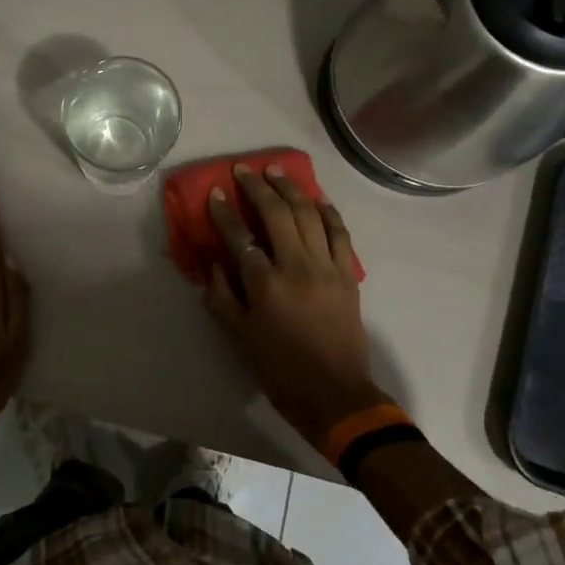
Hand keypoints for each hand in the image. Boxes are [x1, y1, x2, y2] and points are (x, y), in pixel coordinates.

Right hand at [204, 164, 384, 448]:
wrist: (334, 394)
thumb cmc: (280, 370)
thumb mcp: (238, 338)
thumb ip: (222, 297)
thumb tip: (216, 264)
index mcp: (265, 284)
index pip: (240, 236)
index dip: (225, 212)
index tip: (216, 193)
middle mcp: (296, 266)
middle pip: (277, 213)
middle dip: (258, 186)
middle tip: (244, 170)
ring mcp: (326, 267)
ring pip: (309, 214)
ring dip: (291, 188)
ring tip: (276, 172)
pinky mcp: (347, 274)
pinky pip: (339, 232)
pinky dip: (328, 211)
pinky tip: (317, 199)